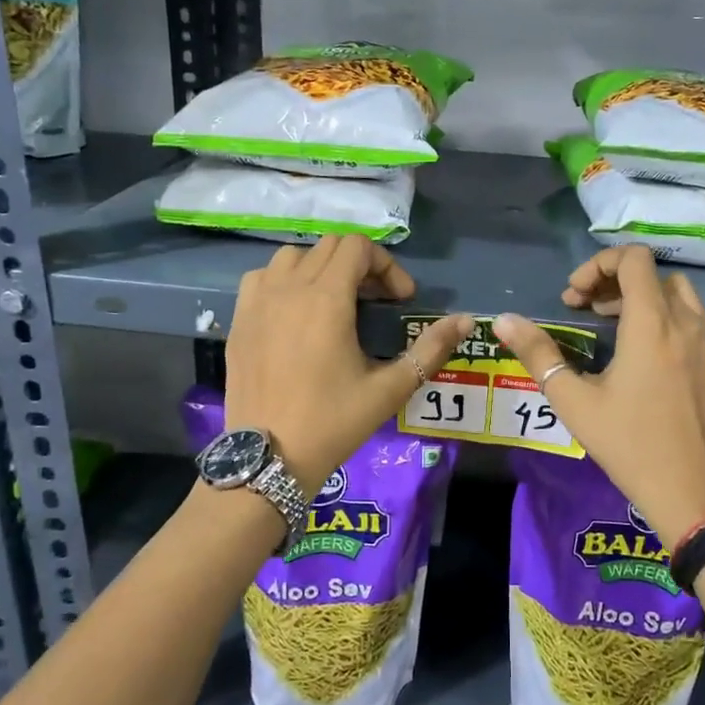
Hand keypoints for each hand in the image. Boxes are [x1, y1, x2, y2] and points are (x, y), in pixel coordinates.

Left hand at [223, 236, 473, 489]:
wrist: (268, 458)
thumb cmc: (333, 423)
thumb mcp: (389, 389)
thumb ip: (430, 349)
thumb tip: (465, 321)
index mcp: (326, 298)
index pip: (358, 247)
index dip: (386, 265)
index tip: (400, 300)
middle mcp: (288, 288)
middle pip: (329, 246)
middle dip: (360, 265)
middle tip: (376, 302)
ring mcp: (257, 301)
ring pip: (293, 256)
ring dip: (321, 268)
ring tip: (335, 302)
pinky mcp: (239, 319)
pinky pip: (262, 277)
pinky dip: (284, 281)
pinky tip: (295, 312)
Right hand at [495, 246, 704, 549]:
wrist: (692, 493)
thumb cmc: (628, 444)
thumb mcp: (574, 400)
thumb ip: (538, 353)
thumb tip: (503, 320)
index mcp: (652, 323)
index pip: (634, 259)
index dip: (598, 264)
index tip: (574, 296)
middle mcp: (687, 323)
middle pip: (654, 273)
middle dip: (615, 280)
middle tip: (586, 308)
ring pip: (677, 294)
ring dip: (642, 297)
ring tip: (611, 325)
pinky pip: (692, 319)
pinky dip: (664, 317)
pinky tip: (641, 353)